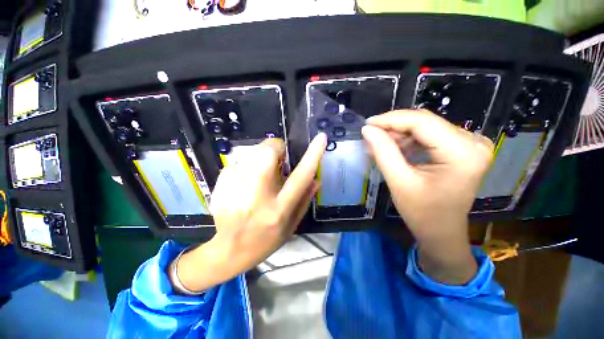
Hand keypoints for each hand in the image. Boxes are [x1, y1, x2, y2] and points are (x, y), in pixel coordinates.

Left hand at [171, 134, 326, 292]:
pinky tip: (244, 186)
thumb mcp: (292, 224)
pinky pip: (238, 163)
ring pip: (252, 154)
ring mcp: (234, 190)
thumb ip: (305, 199)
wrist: (230, 251)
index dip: (312, 155)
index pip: (300, 177)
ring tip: (260, 178)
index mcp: (279, 209)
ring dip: (261, 160)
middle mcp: (257, 197)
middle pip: (267, 154)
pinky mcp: (220, 185)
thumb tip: (316, 179)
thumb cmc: (267, 239)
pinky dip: (246, 168)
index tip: (321, 137)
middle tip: (279, 158)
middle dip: (276, 147)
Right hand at [362, 110, 493, 283]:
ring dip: (399, 134)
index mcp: (463, 152)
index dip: (391, 119)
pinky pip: (429, 135)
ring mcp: (470, 144)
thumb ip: (383, 152)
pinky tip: (392, 148)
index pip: (422, 122)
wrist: (441, 231)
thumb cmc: (422, 212)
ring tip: (377, 143)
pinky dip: (408, 140)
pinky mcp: (462, 148)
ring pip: (425, 127)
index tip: (367, 124)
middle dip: (393, 127)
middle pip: (425, 122)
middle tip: (370, 134)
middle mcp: (473, 142)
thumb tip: (368, 130)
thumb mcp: (399, 181)